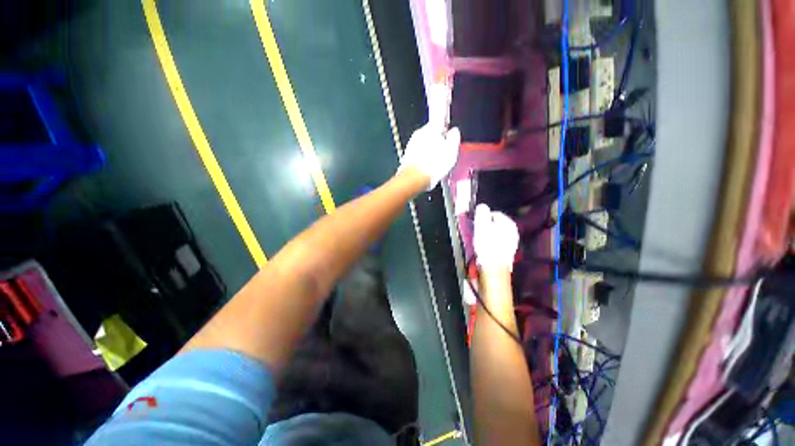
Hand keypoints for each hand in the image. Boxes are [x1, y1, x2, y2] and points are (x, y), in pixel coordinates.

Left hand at [400, 84, 460, 189]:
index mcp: (431, 130)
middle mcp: (420, 133)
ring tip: (436, 164)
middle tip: (444, 153)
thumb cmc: (433, 167)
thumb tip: (453, 131)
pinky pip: (421, 150)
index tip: (440, 85)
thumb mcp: (450, 155)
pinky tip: (428, 166)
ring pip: (426, 141)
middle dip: (439, 137)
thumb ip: (453, 140)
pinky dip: (425, 156)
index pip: (438, 112)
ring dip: (432, 149)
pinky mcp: (408, 153)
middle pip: (433, 130)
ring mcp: (413, 143)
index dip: (441, 100)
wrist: (412, 181)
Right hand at [473, 204, 518, 271]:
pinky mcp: (507, 252)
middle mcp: (513, 232)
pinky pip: (497, 243)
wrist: (493, 267)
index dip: (482, 216)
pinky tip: (484, 248)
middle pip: (496, 224)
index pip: (494, 213)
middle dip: (485, 226)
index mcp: (508, 223)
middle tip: (476, 231)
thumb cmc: (487, 245)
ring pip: (496, 234)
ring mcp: (511, 243)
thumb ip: (482, 212)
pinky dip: (490, 243)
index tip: (475, 222)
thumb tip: (482, 206)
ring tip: (479, 240)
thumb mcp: (481, 225)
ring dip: (487, 235)